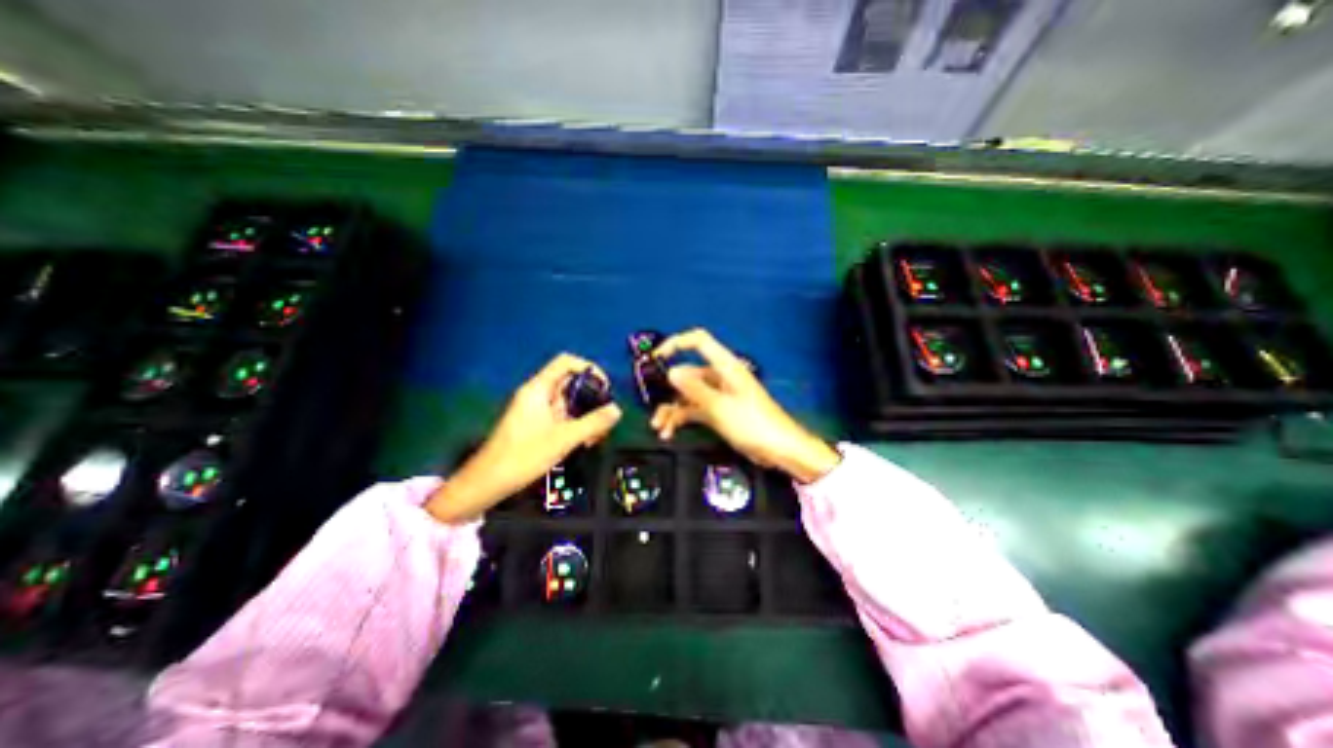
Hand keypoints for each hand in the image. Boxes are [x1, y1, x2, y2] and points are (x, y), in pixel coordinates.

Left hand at [424, 355, 622, 521]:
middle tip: (605, 419)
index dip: (589, 369)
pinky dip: (575, 425)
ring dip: (586, 416)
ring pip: (568, 402)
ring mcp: (536, 410)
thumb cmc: (524, 455)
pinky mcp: (535, 424)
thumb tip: (617, 409)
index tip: (605, 388)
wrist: (488, 482)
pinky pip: (561, 416)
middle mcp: (537, 394)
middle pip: (571, 383)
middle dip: (592, 399)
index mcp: (539, 389)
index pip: (566, 362)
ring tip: (596, 438)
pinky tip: (584, 443)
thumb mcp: (564, 439)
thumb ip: (593, 422)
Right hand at [649, 327, 842, 485]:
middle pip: (687, 374)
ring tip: (658, 427)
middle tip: (651, 404)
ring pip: (687, 395)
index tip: (656, 357)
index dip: (676, 343)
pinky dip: (681, 419)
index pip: (698, 341)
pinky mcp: (717, 412)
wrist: (779, 449)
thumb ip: (694, 389)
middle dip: (668, 389)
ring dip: (671, 409)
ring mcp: (717, 395)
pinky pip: (693, 410)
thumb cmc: (753, 423)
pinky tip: (669, 433)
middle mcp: (719, 377)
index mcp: (725, 366)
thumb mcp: (720, 406)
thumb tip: (671, 371)